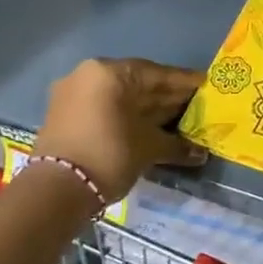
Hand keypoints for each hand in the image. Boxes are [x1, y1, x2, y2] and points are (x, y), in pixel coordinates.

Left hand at [32, 58, 207, 202]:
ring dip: (148, 109)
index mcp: (110, 72)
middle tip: (196, 107)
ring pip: (120, 97)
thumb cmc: (109, 155)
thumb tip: (200, 153)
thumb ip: (176, 145)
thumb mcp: (149, 148)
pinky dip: (127, 117)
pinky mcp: (64, 115)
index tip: (207, 87)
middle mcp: (89, 75)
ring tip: (178, 120)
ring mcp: (73, 94)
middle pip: (138, 83)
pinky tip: (150, 128)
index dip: (185, 83)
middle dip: (168, 97)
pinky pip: (105, 108)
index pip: (158, 74)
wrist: (55, 191)